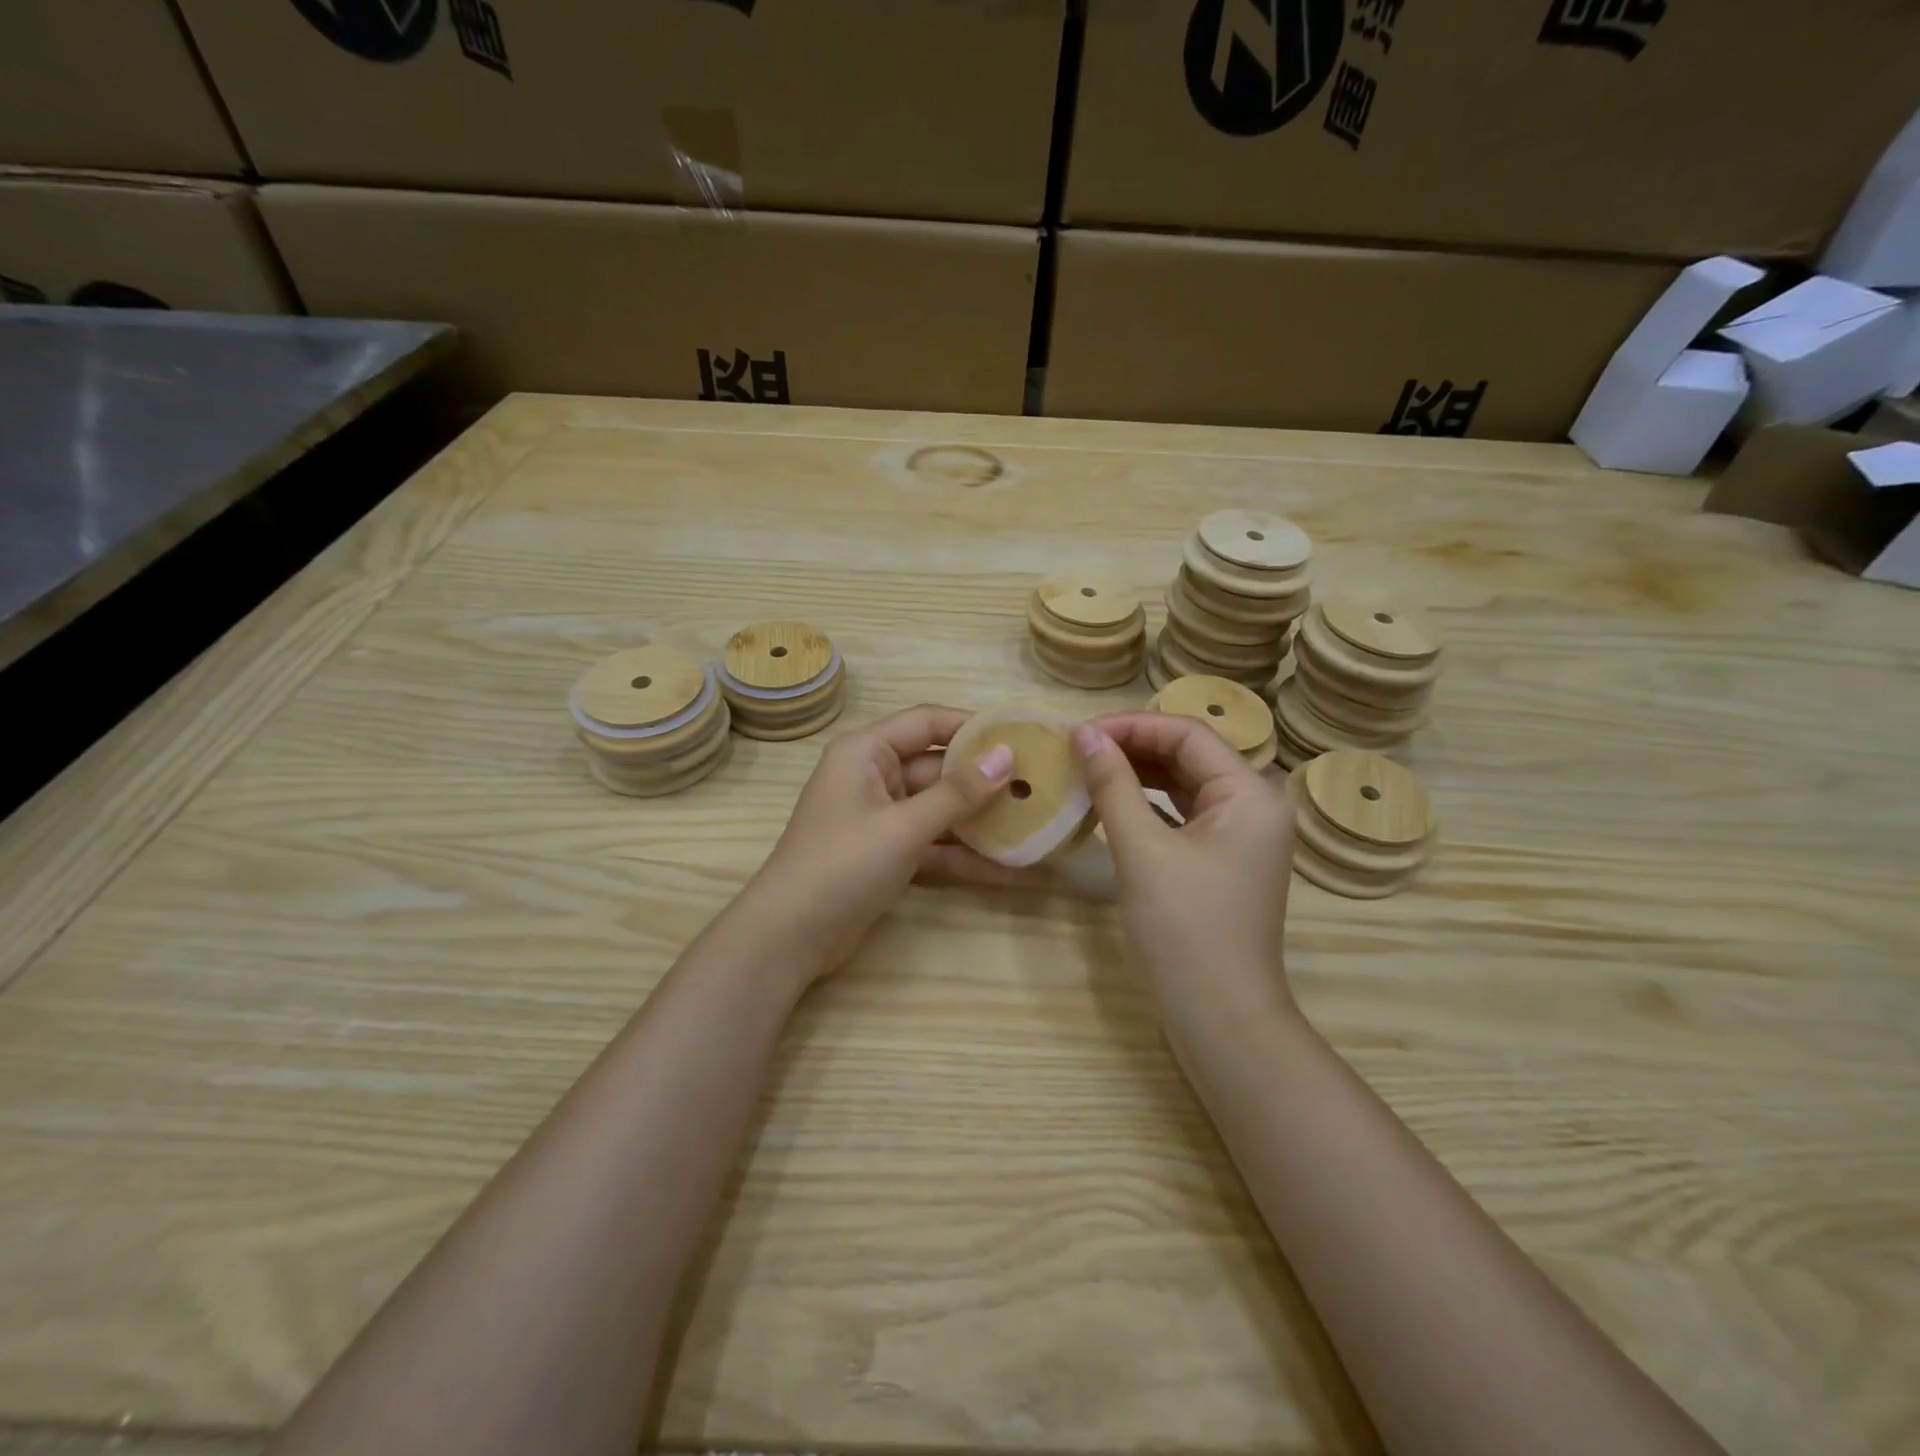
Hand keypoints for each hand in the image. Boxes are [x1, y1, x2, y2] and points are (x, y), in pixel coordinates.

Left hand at [742, 705, 1022, 979]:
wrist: (789, 938)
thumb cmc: (842, 865)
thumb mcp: (903, 826)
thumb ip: (957, 793)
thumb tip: (1007, 756)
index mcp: (866, 752)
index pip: (927, 721)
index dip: (973, 727)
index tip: (1021, 736)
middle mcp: (874, 777)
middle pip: (939, 768)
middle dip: (986, 780)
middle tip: (1040, 785)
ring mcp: (882, 819)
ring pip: (941, 810)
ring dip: (982, 821)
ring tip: (1036, 826)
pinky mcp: (889, 855)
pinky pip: (935, 845)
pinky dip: (966, 855)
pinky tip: (1012, 869)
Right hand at [1071, 714, 1298, 1022]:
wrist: (1221, 1019)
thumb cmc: (1185, 931)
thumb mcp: (1143, 851)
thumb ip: (1113, 785)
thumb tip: (1083, 734)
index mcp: (1250, 794)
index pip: (1187, 734)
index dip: (1131, 726)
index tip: (1078, 734)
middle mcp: (1254, 805)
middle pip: (1188, 754)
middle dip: (1132, 747)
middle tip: (1076, 751)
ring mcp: (1240, 835)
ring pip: (1183, 784)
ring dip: (1136, 774)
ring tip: (1086, 770)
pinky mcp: (1222, 860)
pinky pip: (1182, 815)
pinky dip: (1146, 805)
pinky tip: (1110, 804)